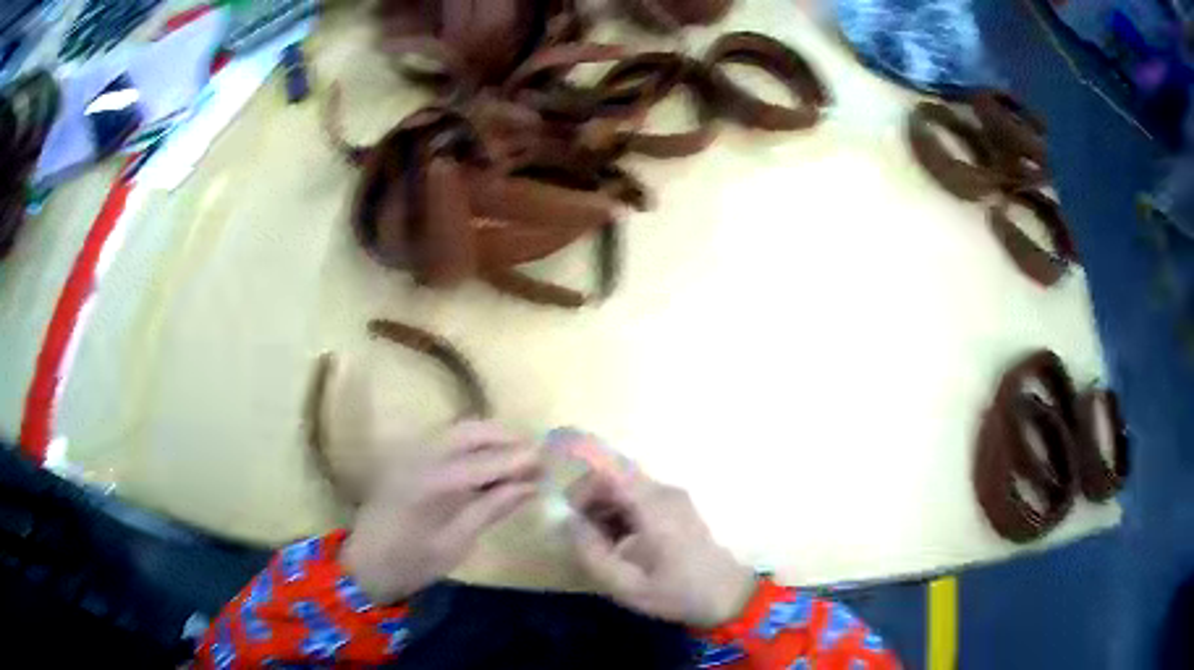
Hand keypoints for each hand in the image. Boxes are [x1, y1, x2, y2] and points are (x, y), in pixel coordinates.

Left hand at [342, 421, 541, 603]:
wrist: (365, 563)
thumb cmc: (413, 562)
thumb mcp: (458, 541)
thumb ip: (493, 507)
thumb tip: (531, 486)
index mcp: (434, 481)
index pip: (488, 460)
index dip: (521, 459)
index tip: (549, 463)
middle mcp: (421, 455)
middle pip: (472, 431)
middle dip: (507, 438)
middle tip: (535, 457)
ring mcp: (410, 452)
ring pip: (458, 429)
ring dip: (490, 437)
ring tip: (516, 458)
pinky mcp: (405, 456)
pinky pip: (445, 438)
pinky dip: (471, 443)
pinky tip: (486, 463)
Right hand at [567, 470, 755, 627]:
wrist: (728, 596)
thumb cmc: (676, 592)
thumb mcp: (626, 584)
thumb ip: (591, 553)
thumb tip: (569, 523)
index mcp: (653, 506)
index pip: (607, 470)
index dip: (580, 481)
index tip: (565, 508)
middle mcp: (663, 491)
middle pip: (614, 477)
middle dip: (588, 500)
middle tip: (577, 532)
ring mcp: (672, 497)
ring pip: (624, 487)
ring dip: (603, 508)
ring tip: (596, 543)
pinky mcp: (676, 507)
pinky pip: (638, 498)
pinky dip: (619, 513)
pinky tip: (616, 543)